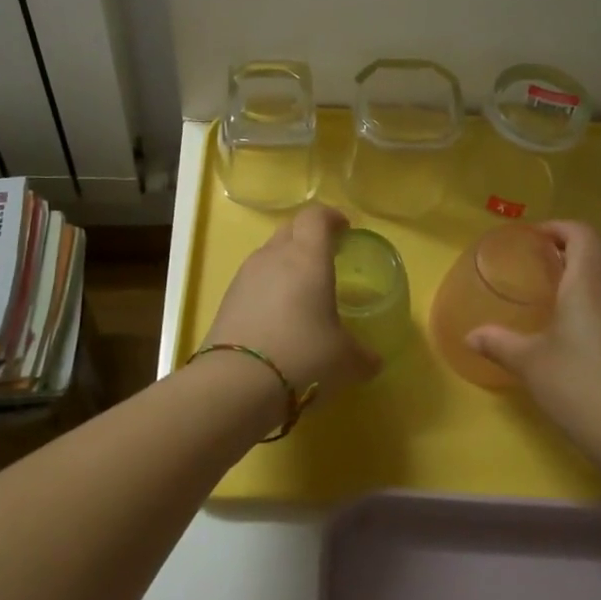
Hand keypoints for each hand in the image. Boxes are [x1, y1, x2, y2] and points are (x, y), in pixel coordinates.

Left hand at [203, 203, 380, 402]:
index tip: (345, 229)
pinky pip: (253, 279)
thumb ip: (363, 356)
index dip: (332, 217)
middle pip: (291, 228)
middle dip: (309, 236)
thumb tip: (374, 361)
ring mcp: (246, 276)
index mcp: (307, 257)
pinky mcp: (227, 299)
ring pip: (269, 253)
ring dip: (286, 261)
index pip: (316, 216)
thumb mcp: (345, 360)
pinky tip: (277, 316)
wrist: (236, 383)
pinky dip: (268, 287)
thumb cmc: (303, 356)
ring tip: (302, 290)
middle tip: (326, 256)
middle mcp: (274, 256)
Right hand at [466, 221, 600, 463]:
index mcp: (591, 283)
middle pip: (595, 259)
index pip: (583, 234)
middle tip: (535, 275)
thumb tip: (471, 336)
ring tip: (552, 311)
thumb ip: (499, 343)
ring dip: (581, 290)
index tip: (536, 239)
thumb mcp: (530, 364)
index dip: (560, 228)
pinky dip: (596, 316)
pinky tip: (577, 347)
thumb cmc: (581, 387)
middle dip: (566, 261)